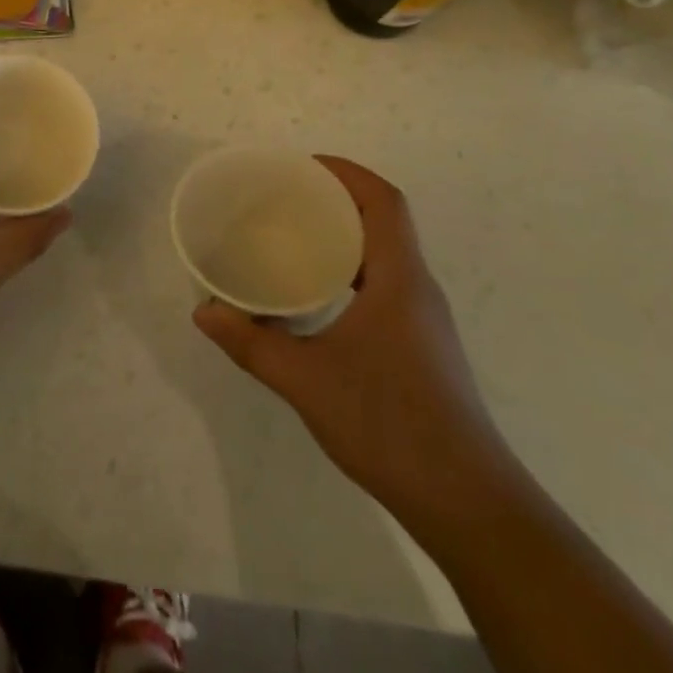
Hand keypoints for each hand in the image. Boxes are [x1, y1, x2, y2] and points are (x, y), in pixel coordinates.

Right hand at [194, 156, 511, 531]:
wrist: (468, 506)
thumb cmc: (389, 425)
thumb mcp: (306, 381)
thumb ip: (251, 343)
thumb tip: (203, 313)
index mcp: (399, 279)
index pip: (384, 201)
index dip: (346, 172)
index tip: (302, 166)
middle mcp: (417, 289)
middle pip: (383, 221)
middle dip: (336, 199)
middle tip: (283, 198)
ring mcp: (423, 321)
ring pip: (384, 255)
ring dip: (344, 236)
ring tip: (292, 238)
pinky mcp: (421, 348)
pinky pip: (384, 285)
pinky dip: (350, 271)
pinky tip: (316, 298)